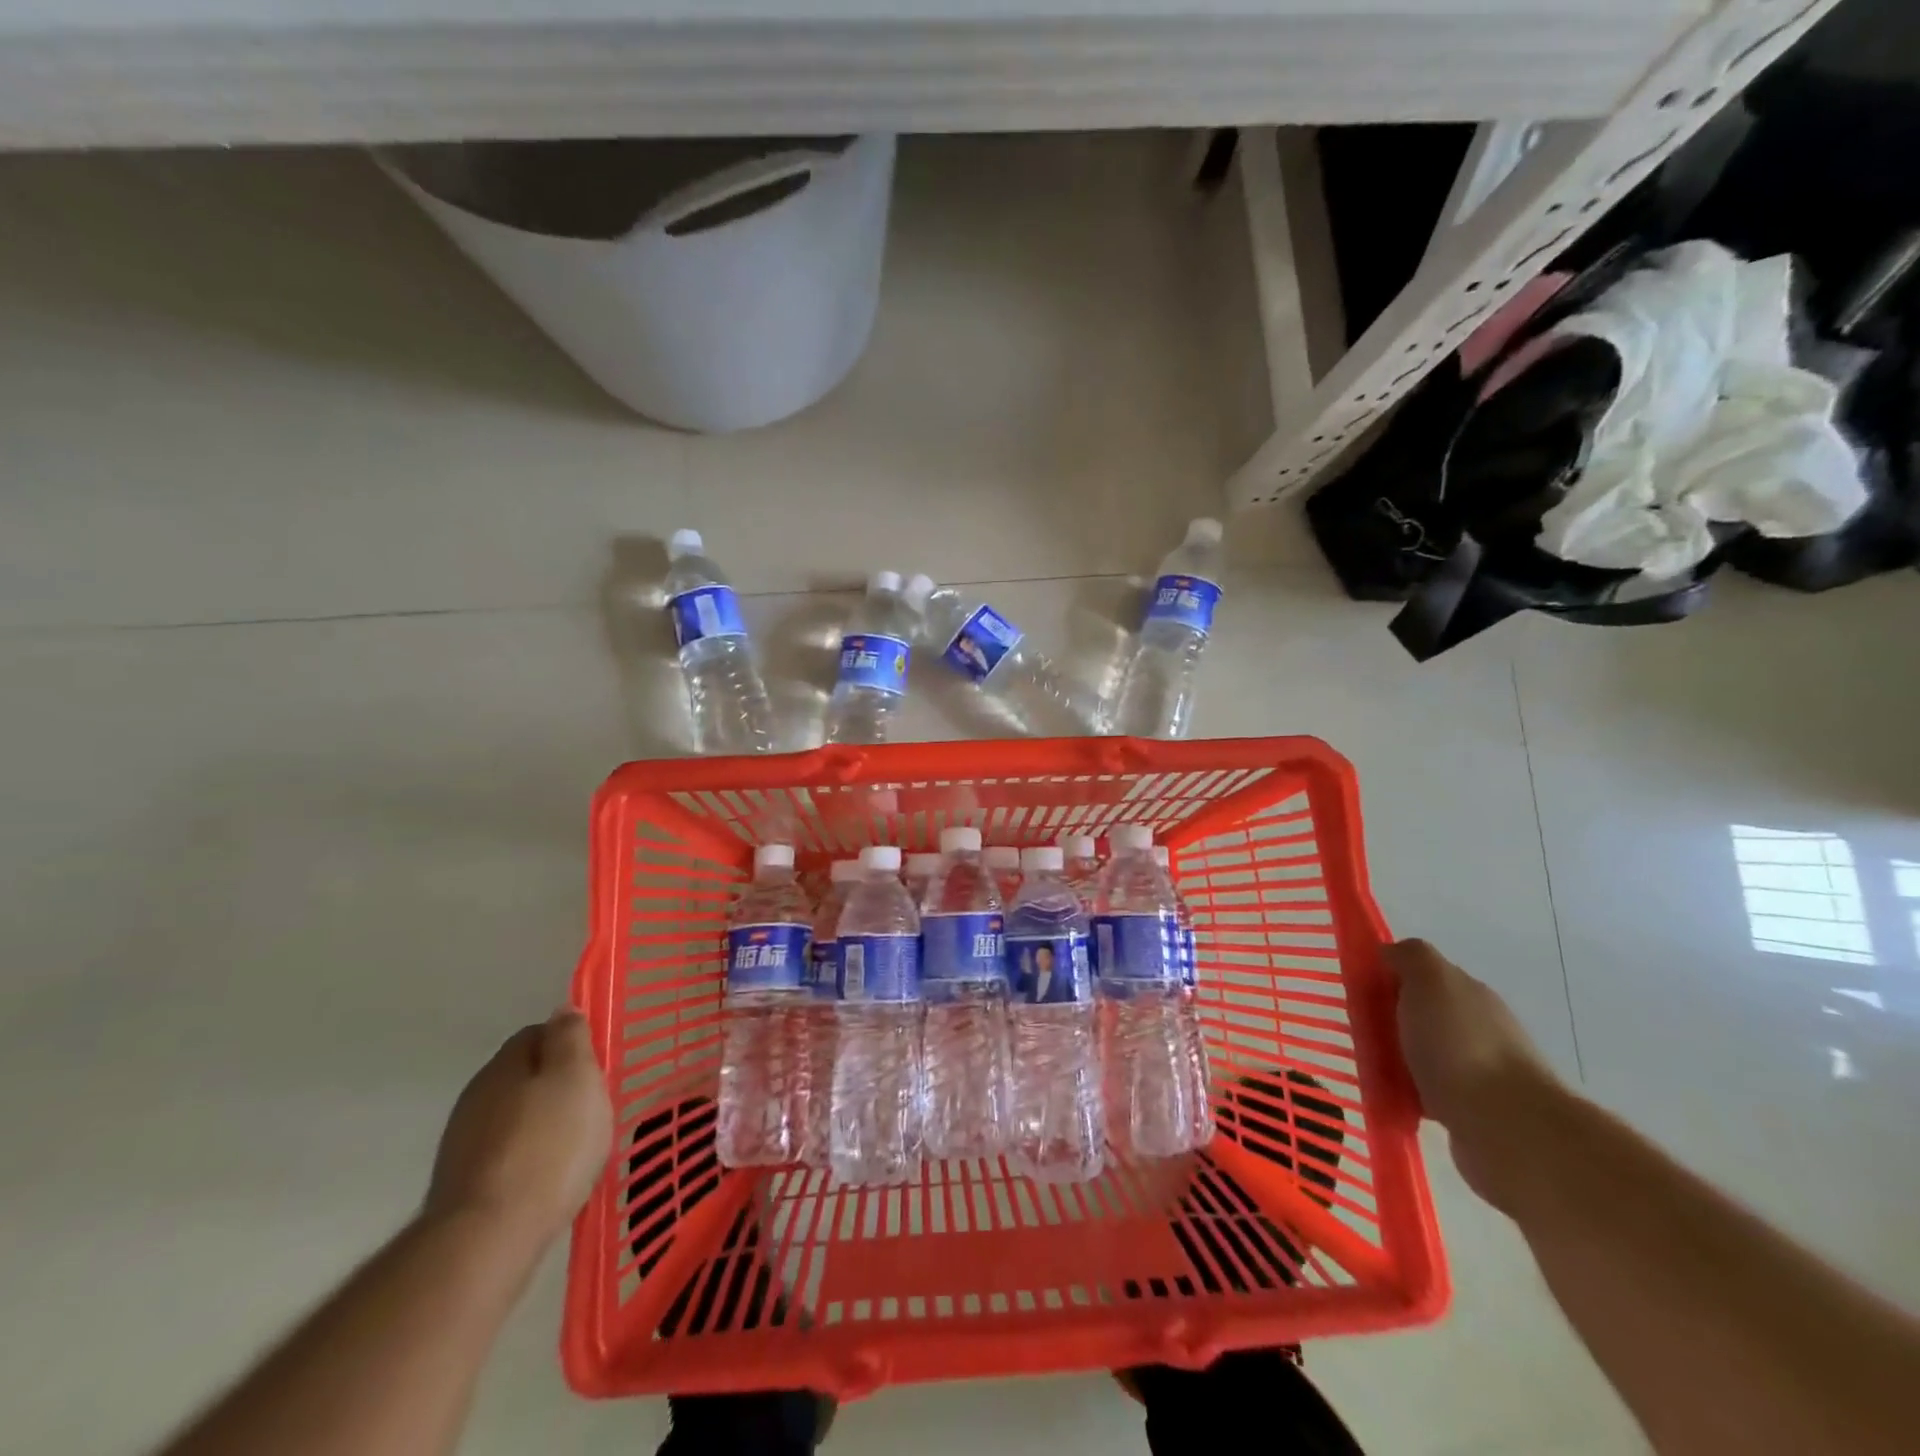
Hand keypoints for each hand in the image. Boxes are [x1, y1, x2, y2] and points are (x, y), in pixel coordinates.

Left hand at [425, 1009, 613, 1254]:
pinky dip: (527, 1157)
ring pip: (513, 1116)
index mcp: (504, 1064)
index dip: (570, 1043)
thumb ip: (570, 1039)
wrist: (487, 1238)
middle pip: (524, 1075)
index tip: (596, 1066)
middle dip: (555, 1085)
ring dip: (540, 1123)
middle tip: (591, 1106)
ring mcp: (462, 1143)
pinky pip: (504, 1154)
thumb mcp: (576, 1078)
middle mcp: (476, 1095)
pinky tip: (548, 1178)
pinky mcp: (461, 1186)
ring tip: (574, 1146)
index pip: (538, 1033)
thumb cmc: (547, 1146)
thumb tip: (562, 1009)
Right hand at [1384, 939, 1558, 1206]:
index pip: (1423, 976)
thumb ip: (1410, 957)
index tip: (1359, 992)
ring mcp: (1479, 1073)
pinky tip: (1388, 1099)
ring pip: (1422, 1056)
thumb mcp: (1431, 980)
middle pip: (1421, 1015)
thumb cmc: (1460, 1045)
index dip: (1389, 978)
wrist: (1508, 1129)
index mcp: (1470, 994)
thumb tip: (1391, 954)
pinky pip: (1426, 1094)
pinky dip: (1406, 1095)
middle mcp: (1479, 1029)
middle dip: (1388, 1021)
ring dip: (1396, 1060)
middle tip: (1357, 1032)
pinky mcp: (1473, 1114)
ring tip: (1366, 1069)